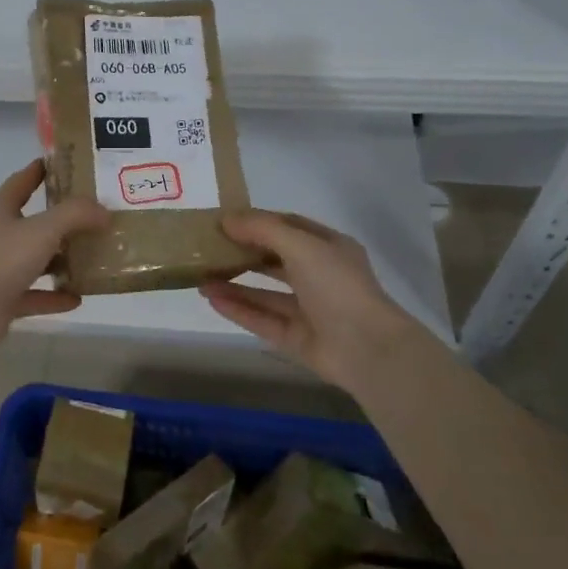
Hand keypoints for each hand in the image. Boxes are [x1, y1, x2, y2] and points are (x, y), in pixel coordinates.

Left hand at [0, 160, 107, 354]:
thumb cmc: (0, 259)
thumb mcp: (43, 229)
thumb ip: (75, 215)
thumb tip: (104, 210)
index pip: (22, 181)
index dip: (42, 170)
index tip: (68, 164)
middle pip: (32, 221)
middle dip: (62, 219)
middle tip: (95, 214)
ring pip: (34, 259)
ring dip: (60, 260)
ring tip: (93, 257)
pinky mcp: (1, 300)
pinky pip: (34, 294)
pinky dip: (54, 296)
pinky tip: (78, 298)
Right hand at [199, 211, 435, 387]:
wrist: (367, 349)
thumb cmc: (337, 286)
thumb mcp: (301, 245)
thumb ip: (263, 229)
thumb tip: (226, 219)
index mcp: (328, 248)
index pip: (288, 227)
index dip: (257, 222)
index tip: (223, 220)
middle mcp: (319, 277)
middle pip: (274, 261)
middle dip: (242, 254)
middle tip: (207, 249)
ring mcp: (309, 310)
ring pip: (265, 294)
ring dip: (234, 284)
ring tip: (199, 278)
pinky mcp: (298, 338)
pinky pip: (263, 320)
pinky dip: (239, 310)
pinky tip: (211, 299)